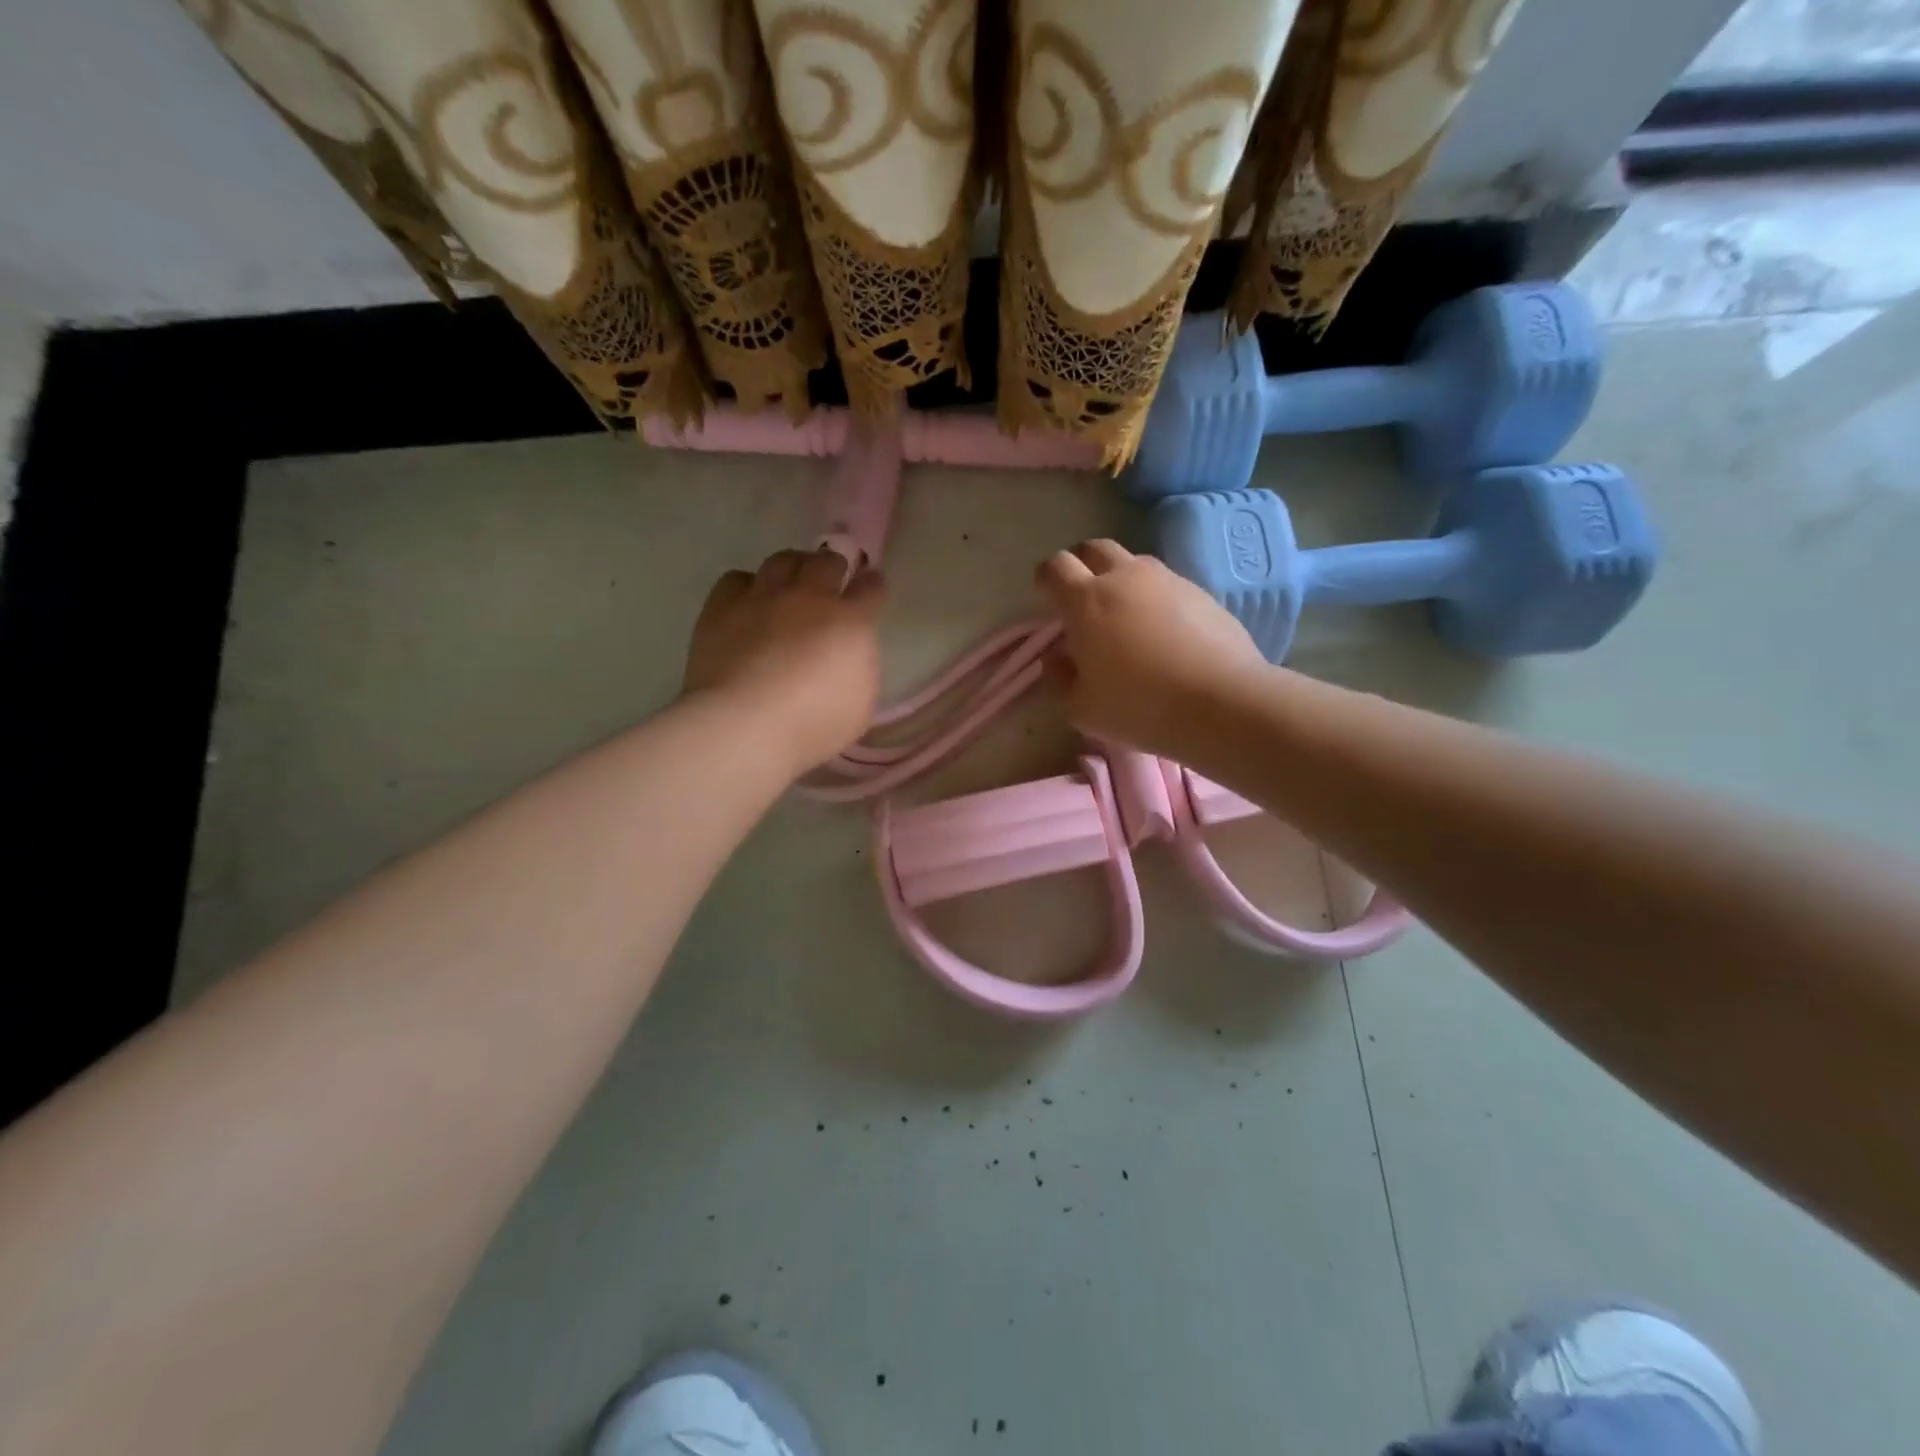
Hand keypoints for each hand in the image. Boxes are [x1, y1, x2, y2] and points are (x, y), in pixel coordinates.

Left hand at [684, 549, 883, 774]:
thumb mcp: (861, 706)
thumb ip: (860, 669)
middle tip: (829, 582)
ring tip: (790, 583)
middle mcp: (810, 597)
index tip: (870, 586)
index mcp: (851, 622)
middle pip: (827, 561)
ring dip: (793, 567)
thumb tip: (850, 656)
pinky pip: (738, 579)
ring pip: (783, 559)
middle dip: (832, 567)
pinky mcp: (722, 607)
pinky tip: (748, 602)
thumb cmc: (813, 725)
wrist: (745, 725)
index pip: (870, 587)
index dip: (872, 584)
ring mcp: (763, 597)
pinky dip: (747, 586)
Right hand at [1036, 539, 1268, 758]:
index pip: (1055, 567)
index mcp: (1086, 600)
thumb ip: (1060, 679)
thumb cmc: (1138, 706)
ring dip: (1122, 579)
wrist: (1220, 702)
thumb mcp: (1082, 708)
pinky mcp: (1201, 593)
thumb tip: (1057, 659)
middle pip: (1095, 549)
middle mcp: (1125, 578)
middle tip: (1081, 593)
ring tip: (1125, 615)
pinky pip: (1167, 586)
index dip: (1046, 577)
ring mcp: (1168, 581)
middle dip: (1082, 563)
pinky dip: (1156, 599)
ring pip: (1135, 564)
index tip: (1046, 594)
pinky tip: (1164, 632)